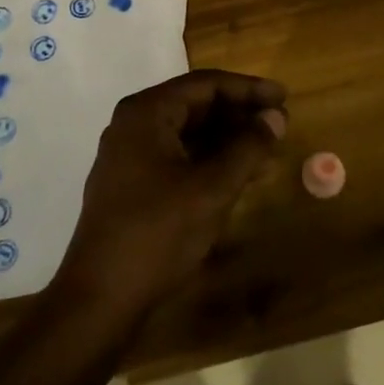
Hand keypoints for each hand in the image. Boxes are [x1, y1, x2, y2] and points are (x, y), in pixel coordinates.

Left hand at [57, 70, 286, 315]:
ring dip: (229, 139)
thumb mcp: (212, 188)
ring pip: (189, 133)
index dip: (248, 89)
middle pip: (196, 105)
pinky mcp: (132, 184)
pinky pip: (178, 157)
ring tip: (269, 150)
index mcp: (146, 113)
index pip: (205, 84)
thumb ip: (248, 147)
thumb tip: (275, 118)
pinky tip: (240, 174)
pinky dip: (210, 160)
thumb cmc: (158, 233)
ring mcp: (130, 156)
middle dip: (240, 114)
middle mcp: (134, 125)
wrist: (100, 300)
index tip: (283, 98)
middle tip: (279, 125)